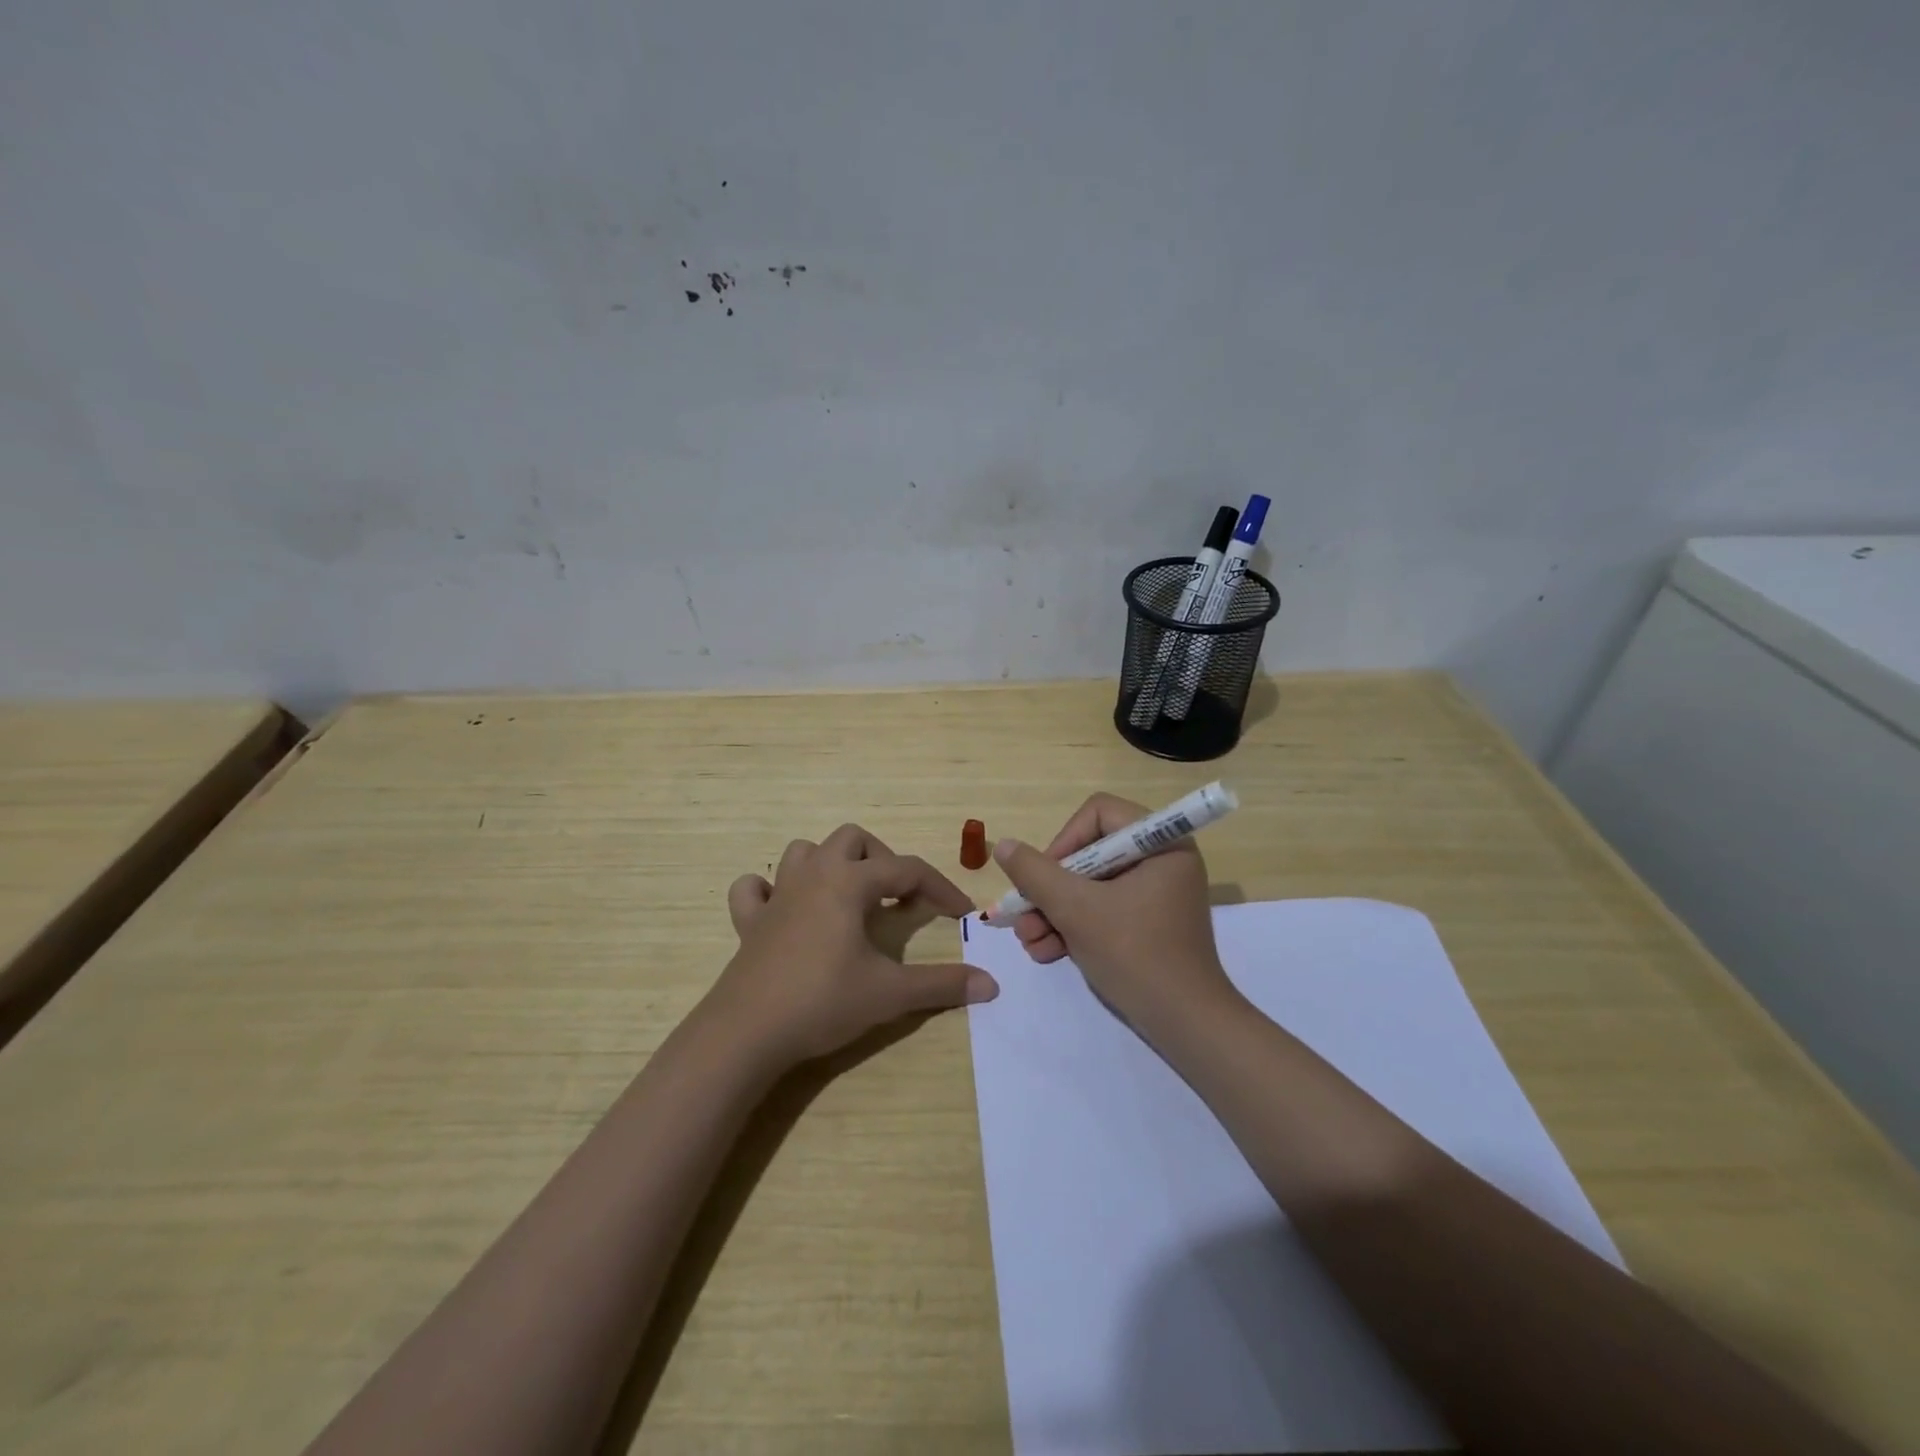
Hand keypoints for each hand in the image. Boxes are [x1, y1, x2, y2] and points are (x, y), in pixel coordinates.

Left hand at [707, 823, 998, 1067]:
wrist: (747, 1032)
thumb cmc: (823, 1002)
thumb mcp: (890, 993)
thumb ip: (942, 984)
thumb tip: (991, 984)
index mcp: (849, 882)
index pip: (907, 869)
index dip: (940, 888)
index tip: (962, 913)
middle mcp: (813, 875)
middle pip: (853, 839)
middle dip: (883, 861)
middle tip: (898, 899)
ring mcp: (776, 896)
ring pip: (804, 851)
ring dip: (831, 864)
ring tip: (849, 898)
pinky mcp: (749, 922)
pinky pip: (755, 889)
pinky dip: (770, 891)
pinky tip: (786, 911)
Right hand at [993, 793, 1236, 1032]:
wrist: (1185, 1025)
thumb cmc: (1135, 954)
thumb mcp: (1077, 910)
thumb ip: (1035, 874)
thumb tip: (1004, 845)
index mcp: (1161, 844)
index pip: (1098, 814)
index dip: (1064, 840)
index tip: (1044, 878)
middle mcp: (1161, 861)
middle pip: (1089, 854)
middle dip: (1050, 889)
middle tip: (1024, 916)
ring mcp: (1154, 895)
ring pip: (1090, 886)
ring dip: (1054, 912)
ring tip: (1029, 943)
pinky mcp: (1146, 924)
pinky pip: (1102, 910)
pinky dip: (1073, 927)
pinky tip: (1046, 952)